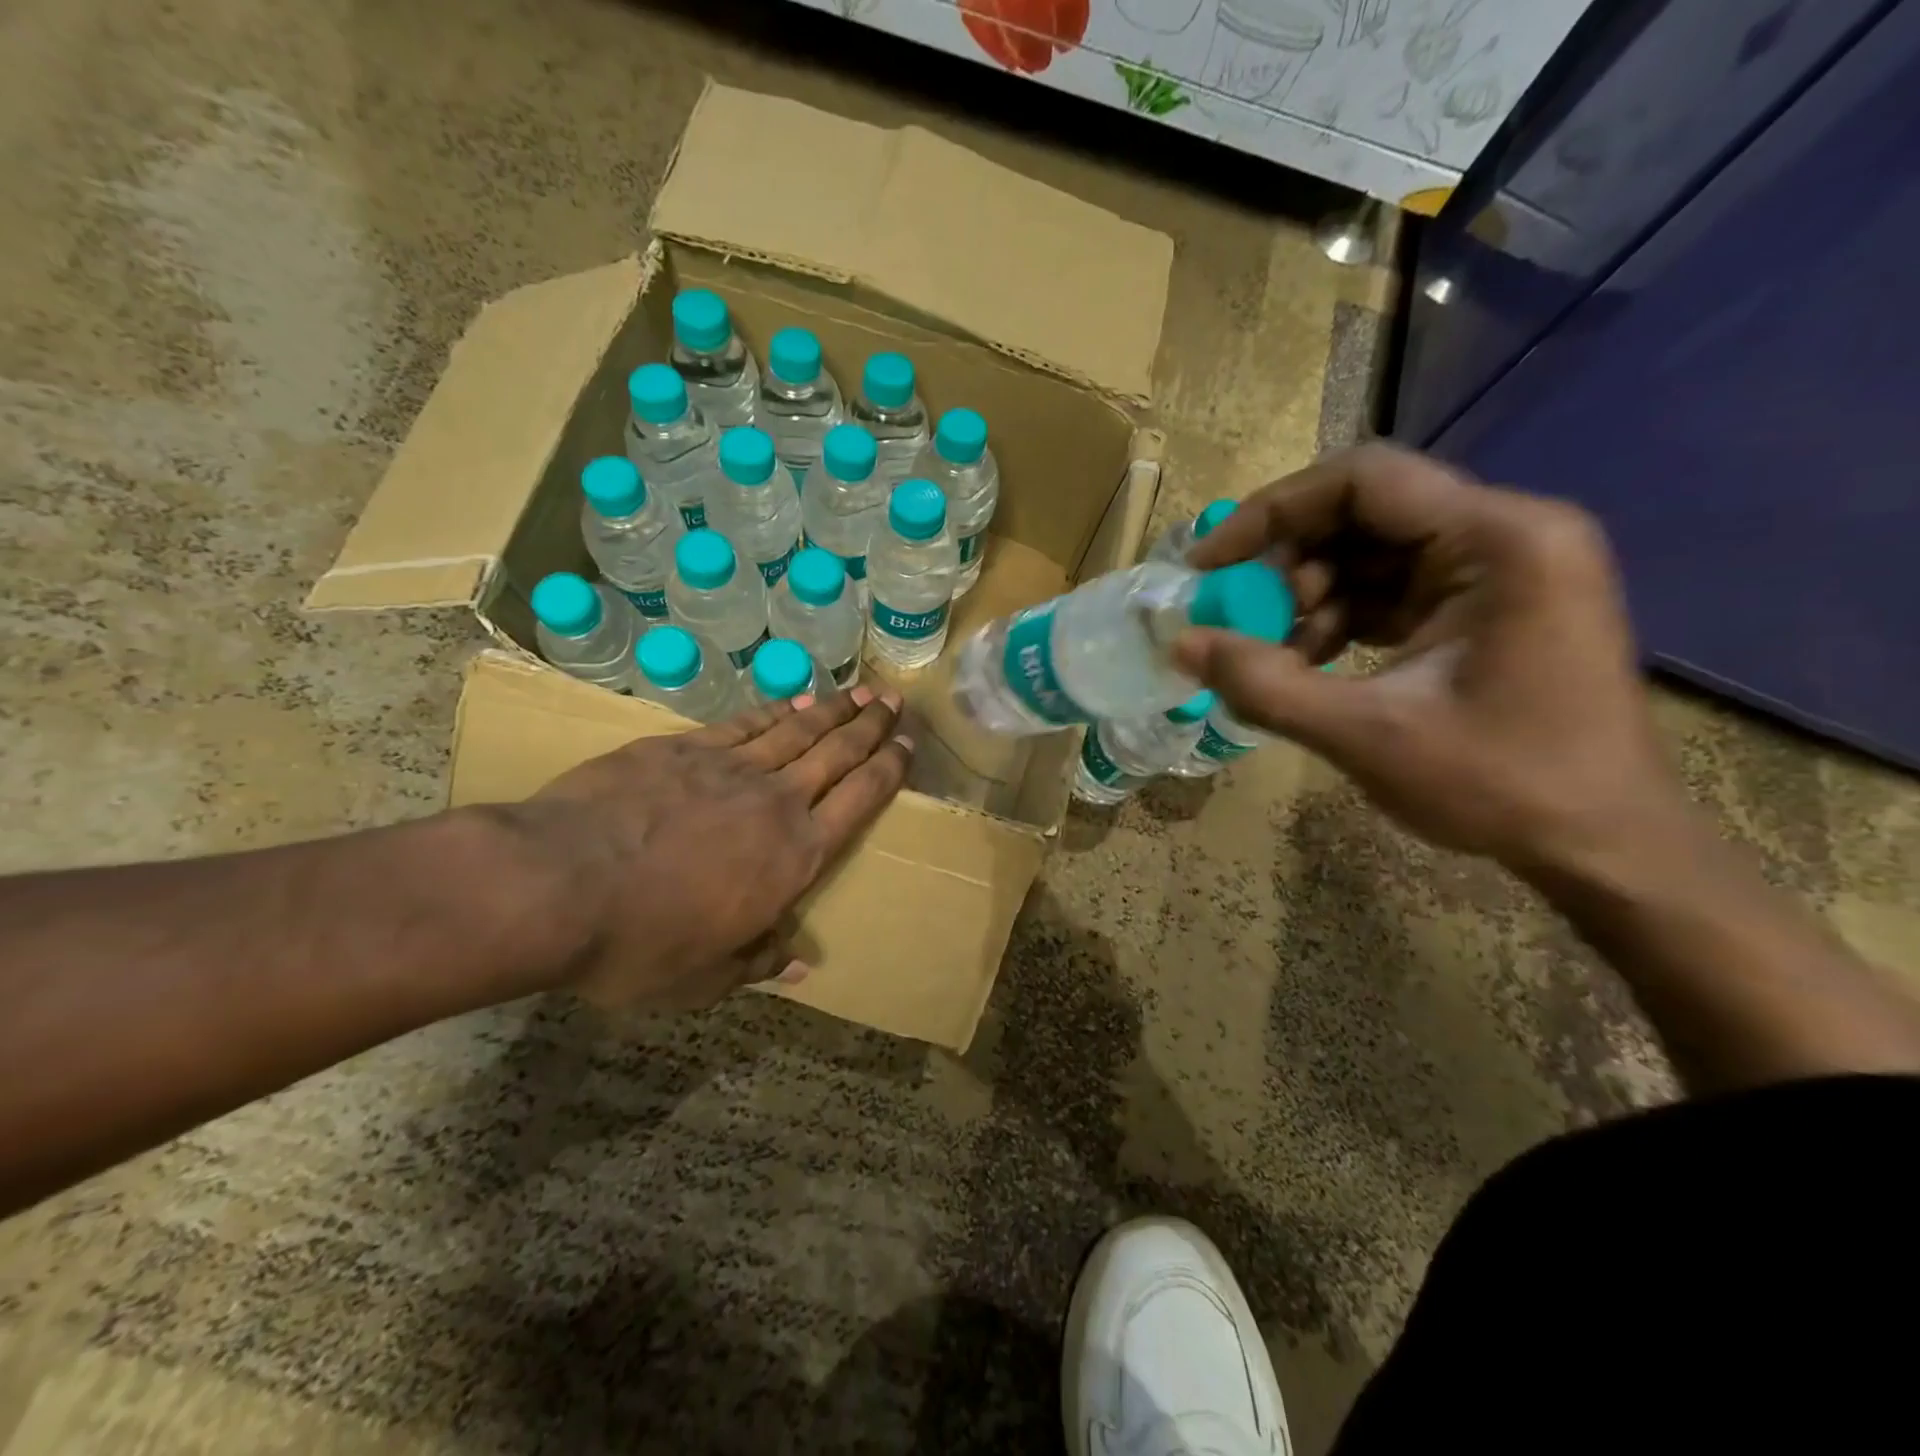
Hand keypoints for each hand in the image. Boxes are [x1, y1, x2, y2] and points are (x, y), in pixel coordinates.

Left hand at [508, 684, 912, 1010]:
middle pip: (837, 753)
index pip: (860, 802)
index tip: (907, 745)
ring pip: (797, 730)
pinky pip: (744, 724)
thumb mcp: (703, 978)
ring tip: (858, 691)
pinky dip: (775, 711)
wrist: (558, 885)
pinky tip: (792, 701)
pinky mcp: (684, 748)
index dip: (888, 770)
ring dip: (832, 710)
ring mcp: (730, 769)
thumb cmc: (639, 944)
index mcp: (795, 858)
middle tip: (894, 701)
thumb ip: (757, 962)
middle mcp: (777, 803)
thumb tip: (799, 965)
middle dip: (870, 726)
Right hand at [1178, 444, 1685, 876]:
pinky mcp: (1488, 605)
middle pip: (1365, 511)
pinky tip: (1310, 663)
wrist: (1604, 845)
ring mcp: (1502, 569)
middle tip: (1238, 616)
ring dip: (1310, 596)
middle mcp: (1507, 533)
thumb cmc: (1501, 785)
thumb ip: (1265, 685)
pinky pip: (1393, 588)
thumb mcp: (1366, 735)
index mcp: (1500, 540)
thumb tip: (1180, 645)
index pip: (1363, 480)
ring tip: (1276, 654)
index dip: (1272, 512)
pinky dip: (1341, 618)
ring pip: (1373, 551)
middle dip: (1289, 562)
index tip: (1211, 564)